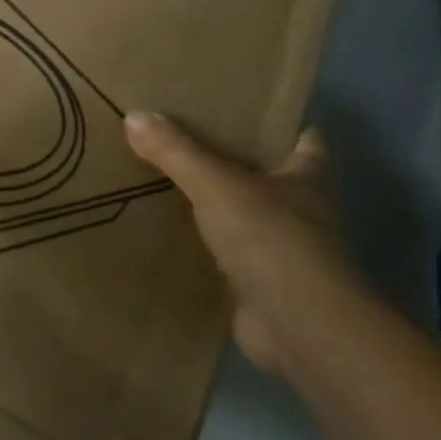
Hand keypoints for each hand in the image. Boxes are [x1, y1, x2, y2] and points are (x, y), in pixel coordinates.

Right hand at [124, 113, 355, 377]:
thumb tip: (134, 116)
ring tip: (163, 180)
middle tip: (182, 138)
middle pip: (268, 177)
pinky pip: (225, 255)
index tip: (244, 109)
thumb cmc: (273, 240)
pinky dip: (202, 246)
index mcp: (306, 178)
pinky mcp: (261, 286)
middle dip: (233, 161)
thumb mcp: (216, 185)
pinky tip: (166, 233)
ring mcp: (283, 252)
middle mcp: (302, 212)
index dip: (280, 124)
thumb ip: (176, 152)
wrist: (300, 330)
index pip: (305, 140)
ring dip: (214, 205)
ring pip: (244, 216)